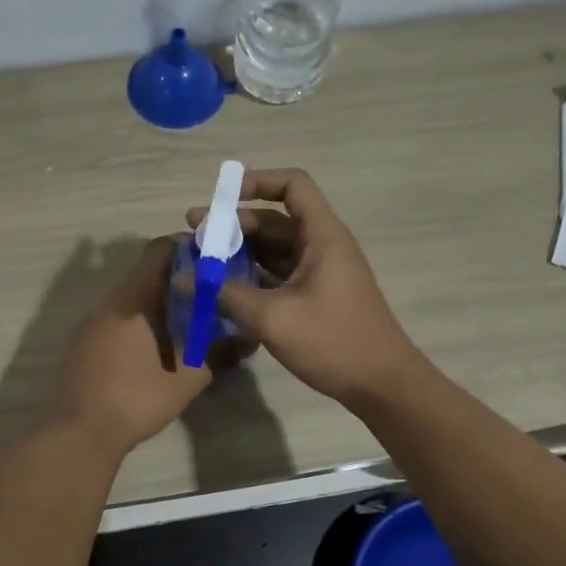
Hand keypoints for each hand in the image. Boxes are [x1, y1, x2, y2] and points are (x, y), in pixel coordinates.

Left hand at [52, 236, 217, 456]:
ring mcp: (94, 322)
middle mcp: (110, 302)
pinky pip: (120, 317)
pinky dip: (143, 320)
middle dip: (181, 278)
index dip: (188, 248)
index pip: (159, 251)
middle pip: (147, 273)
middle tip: (212, 293)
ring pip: (133, 297)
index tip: (214, 260)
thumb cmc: (135, 399)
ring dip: (161, 302)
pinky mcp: (86, 342)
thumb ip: (219, 354)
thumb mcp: (187, 379)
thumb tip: (249, 338)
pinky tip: (160, 345)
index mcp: (133, 300)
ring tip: (192, 320)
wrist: (80, 433)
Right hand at [188, 168, 420, 408]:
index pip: (293, 185)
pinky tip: (222, 289)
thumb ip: (225, 294)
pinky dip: (251, 276)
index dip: (257, 182)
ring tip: (199, 263)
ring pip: (273, 249)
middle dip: (232, 225)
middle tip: (192, 237)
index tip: (221, 197)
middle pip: (274, 220)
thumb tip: (184, 279)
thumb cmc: (332, 341)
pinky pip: (278, 274)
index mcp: (321, 236)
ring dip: (238, 253)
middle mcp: (321, 246)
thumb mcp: (272, 317)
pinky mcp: (315, 296)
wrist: (381, 384)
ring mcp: (319, 272)